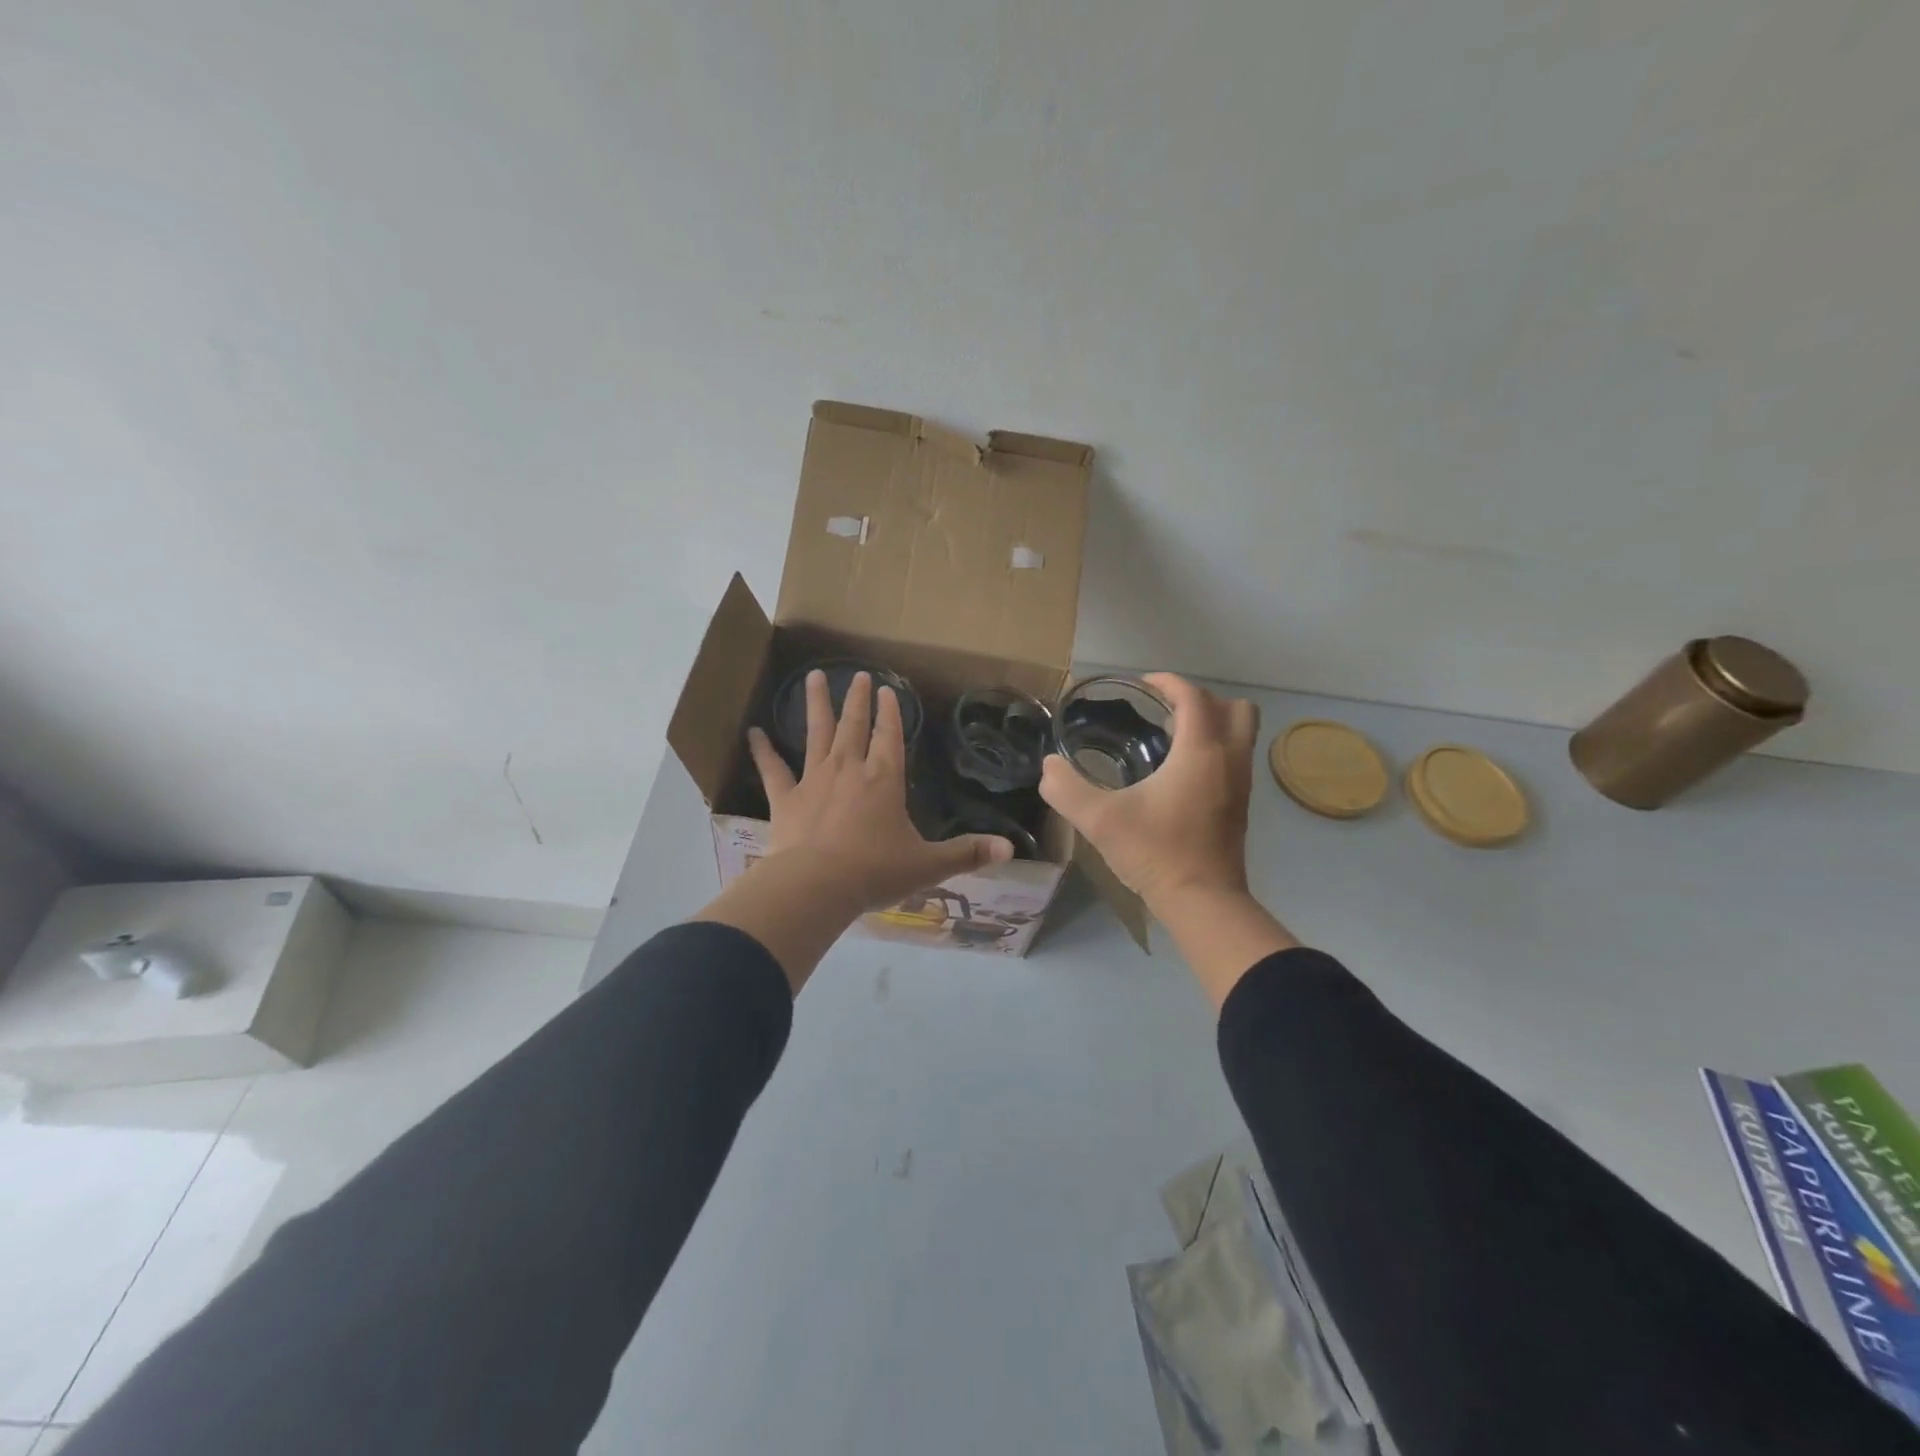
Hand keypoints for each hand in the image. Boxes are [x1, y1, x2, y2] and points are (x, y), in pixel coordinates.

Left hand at [747, 670, 1012, 910]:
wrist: (817, 885)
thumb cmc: (875, 871)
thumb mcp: (928, 865)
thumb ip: (968, 854)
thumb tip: (1010, 850)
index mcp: (884, 779)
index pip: (890, 737)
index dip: (891, 713)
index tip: (887, 689)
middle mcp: (849, 769)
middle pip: (854, 726)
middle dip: (858, 700)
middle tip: (857, 675)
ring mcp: (814, 780)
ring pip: (816, 734)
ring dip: (816, 705)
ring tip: (814, 676)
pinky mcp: (785, 799)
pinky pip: (772, 769)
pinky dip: (762, 750)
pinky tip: (753, 732)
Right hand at [1039, 673, 1257, 914]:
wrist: (1202, 902)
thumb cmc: (1155, 853)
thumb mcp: (1099, 820)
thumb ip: (1066, 789)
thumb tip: (1048, 767)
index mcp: (1200, 751)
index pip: (1193, 696)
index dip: (1167, 682)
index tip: (1140, 687)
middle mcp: (1229, 759)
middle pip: (1234, 707)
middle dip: (1199, 700)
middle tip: (1163, 713)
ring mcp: (1241, 783)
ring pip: (1241, 733)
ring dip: (1211, 724)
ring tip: (1169, 739)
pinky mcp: (1241, 804)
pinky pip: (1235, 757)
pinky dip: (1214, 749)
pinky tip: (1177, 773)